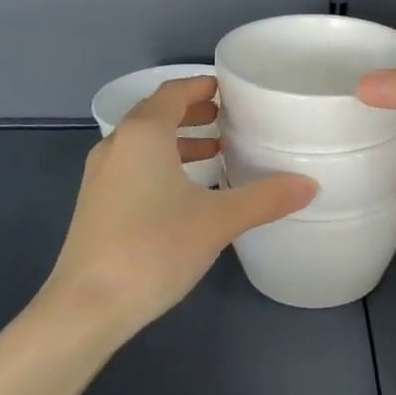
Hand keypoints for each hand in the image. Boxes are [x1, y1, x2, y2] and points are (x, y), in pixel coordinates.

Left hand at [44, 77, 316, 342]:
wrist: (85, 308)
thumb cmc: (153, 248)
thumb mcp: (218, 221)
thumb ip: (265, 198)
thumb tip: (310, 185)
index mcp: (143, 134)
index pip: (172, 92)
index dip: (200, 86)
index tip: (228, 90)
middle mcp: (117, 145)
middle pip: (156, 114)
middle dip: (192, 113)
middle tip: (227, 119)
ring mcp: (100, 176)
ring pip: (142, 143)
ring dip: (177, 140)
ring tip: (214, 152)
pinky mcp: (95, 204)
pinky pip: (132, 166)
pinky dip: (161, 163)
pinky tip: (185, 192)